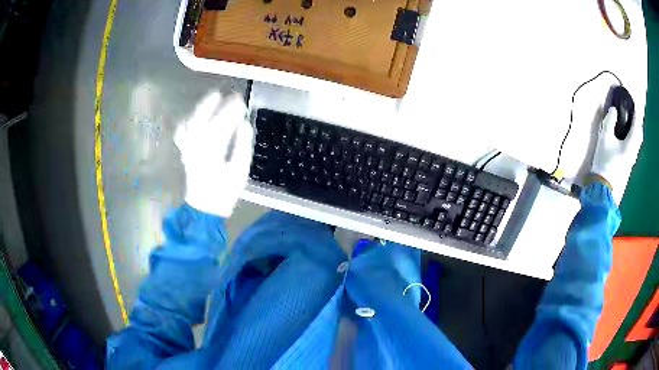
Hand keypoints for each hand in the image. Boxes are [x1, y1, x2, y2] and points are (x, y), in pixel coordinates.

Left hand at [175, 92, 253, 216]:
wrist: (204, 207)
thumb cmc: (224, 191)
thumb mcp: (239, 172)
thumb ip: (242, 147)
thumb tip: (244, 125)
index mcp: (212, 151)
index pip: (223, 123)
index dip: (233, 110)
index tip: (243, 101)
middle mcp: (197, 146)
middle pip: (204, 118)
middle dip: (217, 104)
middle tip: (228, 94)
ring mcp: (188, 148)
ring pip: (191, 122)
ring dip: (202, 108)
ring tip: (213, 97)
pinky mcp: (185, 152)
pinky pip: (182, 133)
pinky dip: (186, 123)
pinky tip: (193, 117)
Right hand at [590, 106, 642, 204]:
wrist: (604, 187)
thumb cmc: (605, 161)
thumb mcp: (604, 138)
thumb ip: (609, 121)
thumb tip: (613, 109)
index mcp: (630, 144)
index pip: (636, 125)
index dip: (636, 114)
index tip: (634, 105)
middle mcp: (634, 152)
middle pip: (639, 136)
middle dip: (637, 125)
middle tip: (633, 116)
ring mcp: (632, 161)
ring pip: (637, 144)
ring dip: (635, 134)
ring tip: (631, 127)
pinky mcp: (629, 167)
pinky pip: (634, 150)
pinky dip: (633, 141)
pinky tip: (628, 141)